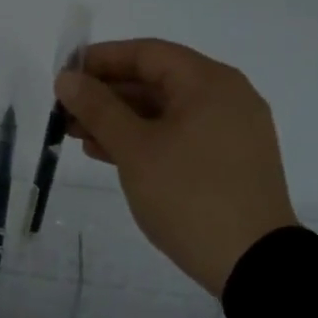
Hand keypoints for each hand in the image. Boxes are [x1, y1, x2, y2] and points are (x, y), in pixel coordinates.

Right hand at [56, 38, 298, 296]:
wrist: (253, 263)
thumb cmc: (189, 196)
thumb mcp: (135, 149)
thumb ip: (98, 109)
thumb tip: (67, 79)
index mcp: (209, 82)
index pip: (147, 53)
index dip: (100, 61)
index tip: (64, 78)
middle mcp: (226, 96)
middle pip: (156, 81)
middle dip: (107, 95)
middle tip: (65, 114)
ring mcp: (231, 130)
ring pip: (166, 112)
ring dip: (121, 120)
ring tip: (78, 137)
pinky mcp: (230, 160)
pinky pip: (180, 136)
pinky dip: (146, 140)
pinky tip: (110, 154)